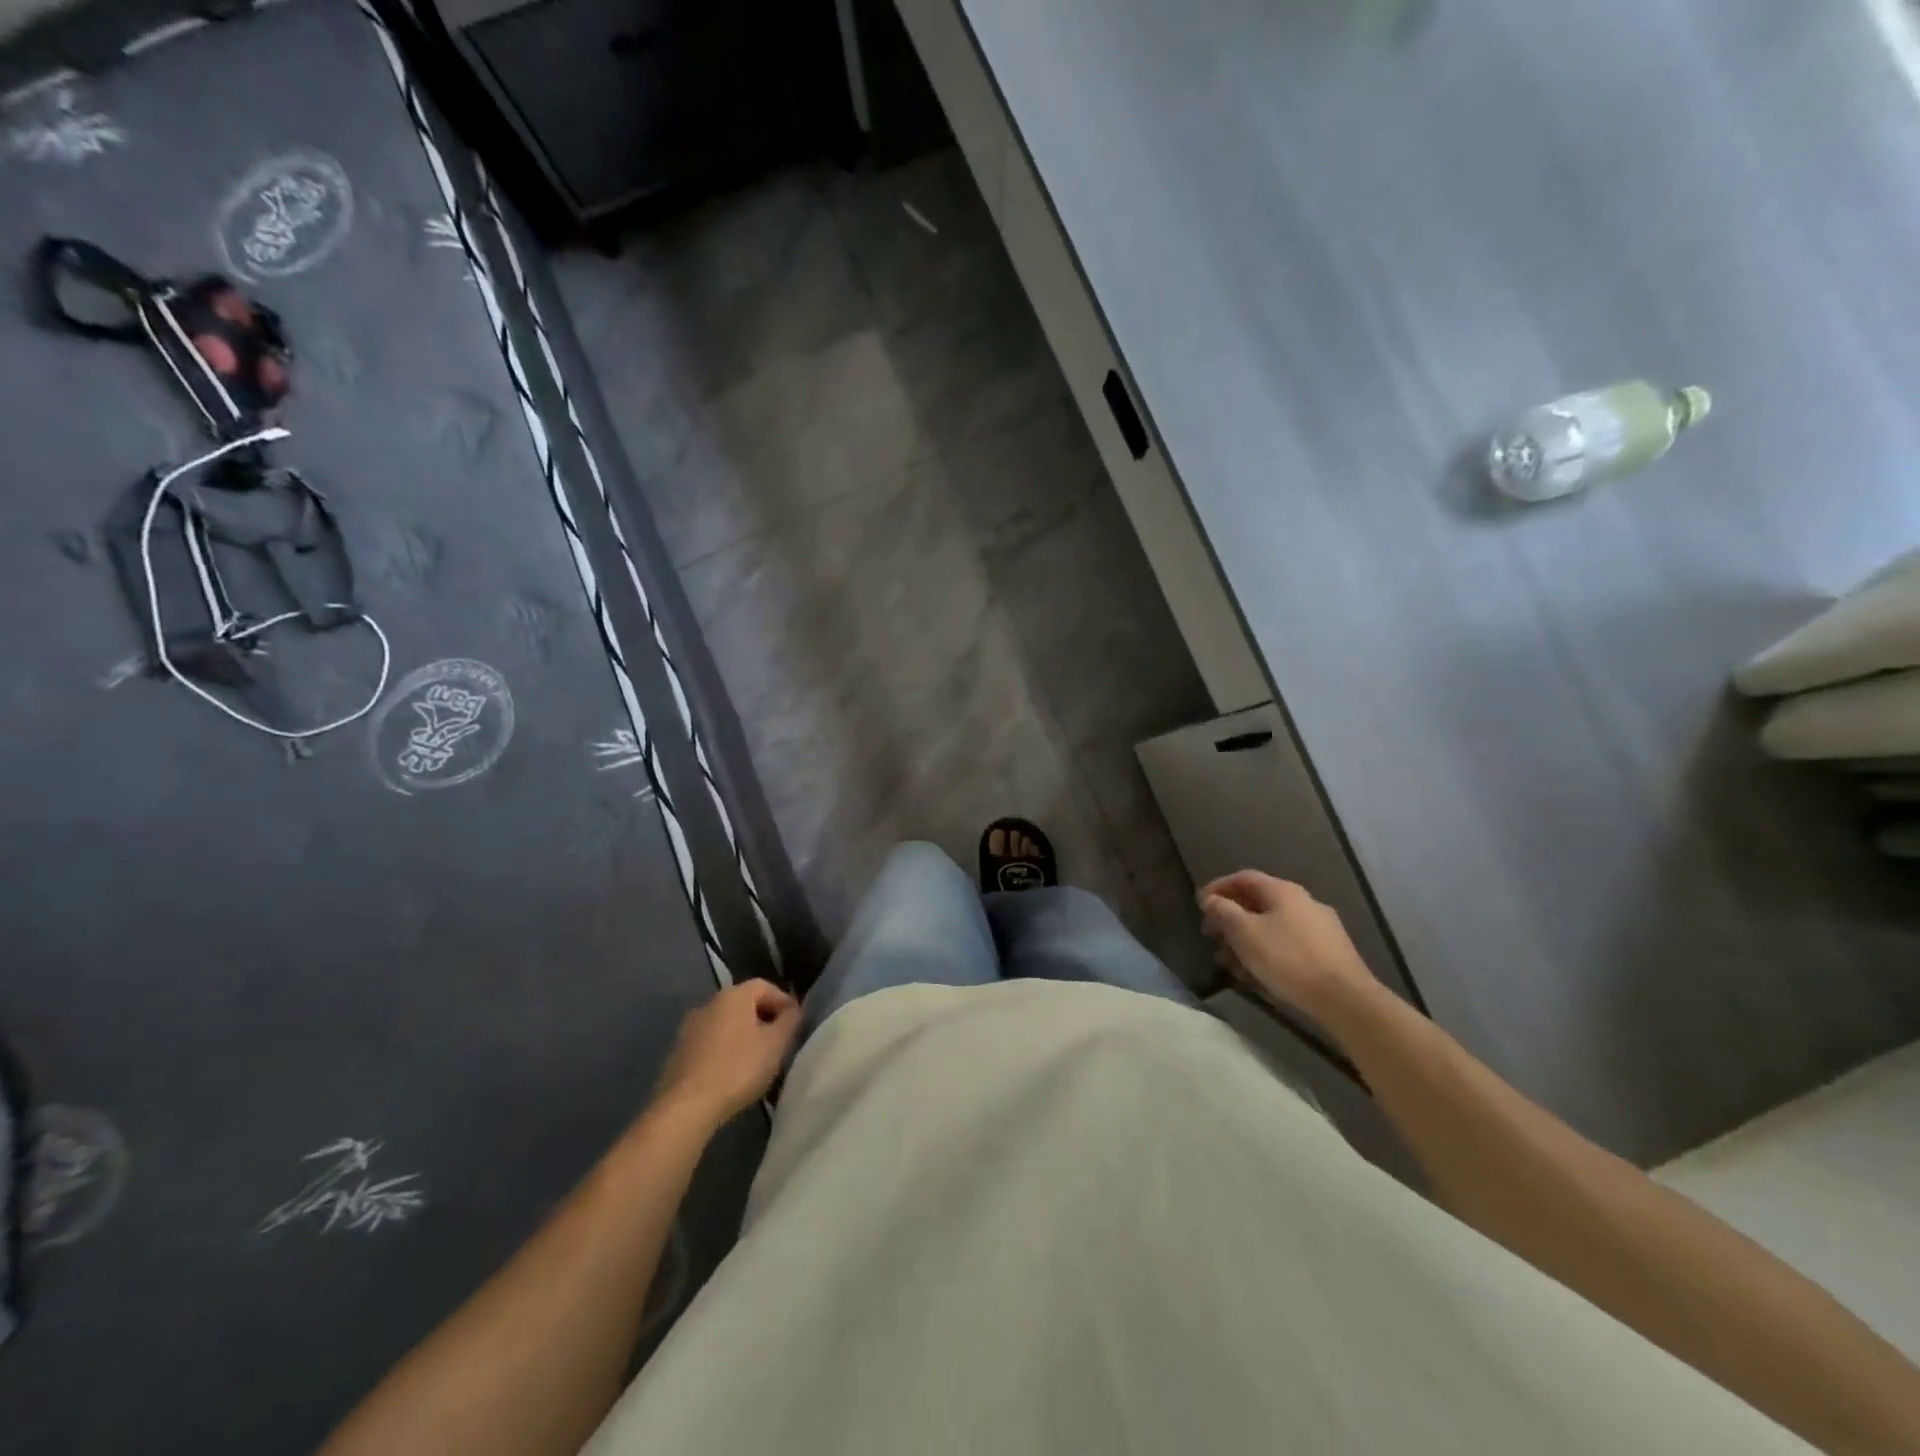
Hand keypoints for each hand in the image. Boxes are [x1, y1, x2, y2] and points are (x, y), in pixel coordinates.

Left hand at [654, 980, 800, 1126]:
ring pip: (726, 1023)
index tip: (794, 1024)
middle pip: (744, 1003)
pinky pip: (710, 1042)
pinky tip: (732, 1072)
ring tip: (757, 1059)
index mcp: (733, 995)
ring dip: (744, 1035)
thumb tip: (794, 1008)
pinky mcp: (679, 1052)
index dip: (784, 1001)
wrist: (686, 1107)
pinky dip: (725, 1049)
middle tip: (779, 1042)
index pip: (765, 986)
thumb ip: (790, 1020)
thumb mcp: (776, 1044)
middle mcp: (708, 1003)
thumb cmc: (738, 1069)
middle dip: (764, 1018)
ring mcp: (689, 1028)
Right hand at [1199, 871, 1374, 1018]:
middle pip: (1257, 903)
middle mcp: (1303, 902)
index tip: (1199, 905)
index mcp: (1283, 891)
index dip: (1218, 887)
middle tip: (1211, 936)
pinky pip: (1287, 944)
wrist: (1345, 999)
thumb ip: (1224, 912)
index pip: (1243, 878)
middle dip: (1230, 919)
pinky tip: (1256, 974)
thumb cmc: (1288, 959)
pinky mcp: (1328, 952)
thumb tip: (1211, 899)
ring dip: (1245, 940)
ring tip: (1229, 963)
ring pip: (1271, 926)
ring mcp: (1319, 928)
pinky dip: (1266, 952)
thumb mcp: (1245, 933)